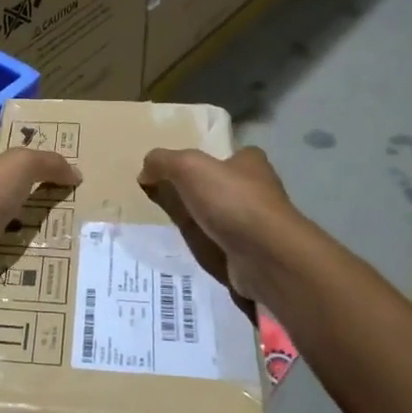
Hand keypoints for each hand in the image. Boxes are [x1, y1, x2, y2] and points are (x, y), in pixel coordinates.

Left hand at [0, 148, 80, 299]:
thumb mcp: (20, 164)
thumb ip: (48, 163)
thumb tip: (76, 173)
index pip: (2, 171)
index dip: (27, 173)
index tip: (55, 182)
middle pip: (5, 203)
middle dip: (31, 207)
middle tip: (67, 214)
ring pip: (7, 233)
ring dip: (29, 236)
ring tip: (65, 242)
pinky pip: (7, 260)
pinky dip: (23, 262)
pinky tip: (46, 264)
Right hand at [138, 146, 304, 306]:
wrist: (266, 256)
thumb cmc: (231, 200)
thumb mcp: (188, 167)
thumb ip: (163, 162)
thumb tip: (145, 171)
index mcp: (251, 162)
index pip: (227, 156)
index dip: (204, 162)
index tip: (178, 174)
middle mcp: (260, 191)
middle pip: (222, 188)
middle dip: (199, 195)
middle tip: (166, 202)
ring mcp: (259, 225)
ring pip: (223, 219)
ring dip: (202, 224)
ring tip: (171, 229)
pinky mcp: (254, 254)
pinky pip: (224, 246)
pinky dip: (209, 248)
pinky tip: (190, 251)